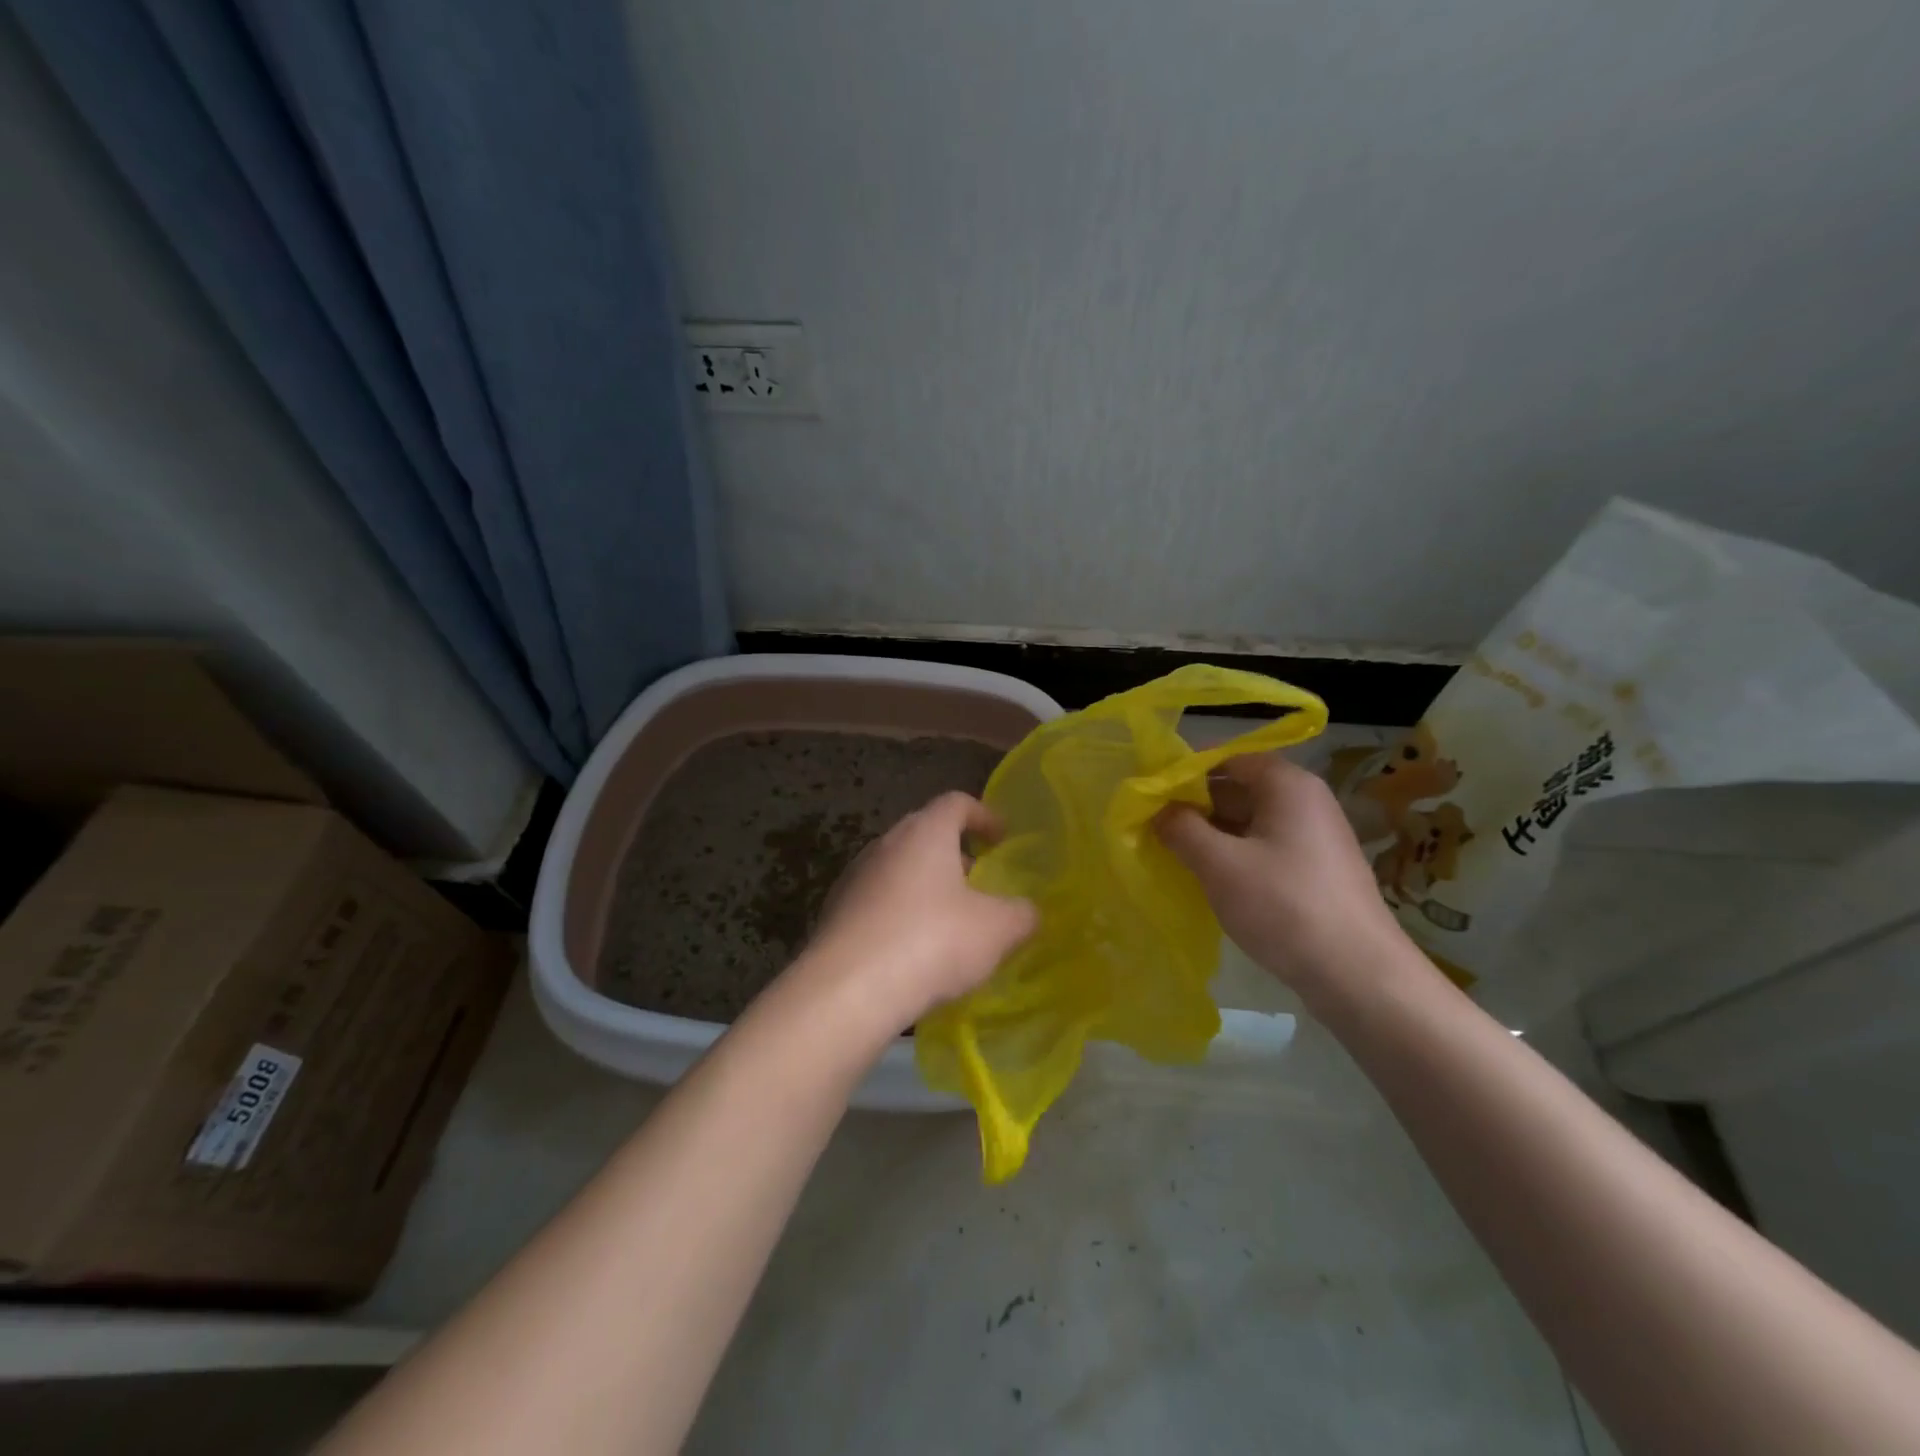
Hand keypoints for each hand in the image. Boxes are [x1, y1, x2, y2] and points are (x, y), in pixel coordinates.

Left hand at [789, 791, 1038, 1045]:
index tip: (1001, 839)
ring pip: (899, 868)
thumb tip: (1028, 911)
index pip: (956, 802)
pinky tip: (912, 949)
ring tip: (948, 920)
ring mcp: (854, 877)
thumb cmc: (932, 942)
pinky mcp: (835, 911)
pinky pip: (877, 900)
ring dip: (925, 885)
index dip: (983, 815)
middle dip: (954, 853)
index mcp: (925, 832)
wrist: (849, 989)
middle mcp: (885, 843)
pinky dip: (900, 912)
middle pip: (925, 833)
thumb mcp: (996, 930)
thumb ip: (1021, 914)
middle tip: (978, 882)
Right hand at [1155, 752, 1410, 997]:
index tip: (1151, 793)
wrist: (1359, 974)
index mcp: (1287, 785)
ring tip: (1173, 853)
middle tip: (1154, 826)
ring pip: (1250, 821)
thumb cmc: (1284, 905)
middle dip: (1195, 805)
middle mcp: (1306, 801)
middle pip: (1239, 788)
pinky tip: (1210, 879)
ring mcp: (1315, 837)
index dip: (1187, 771)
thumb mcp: (1219, 864)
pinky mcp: (1316, 870)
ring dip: (1212, 834)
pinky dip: (1235, 855)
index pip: (1228, 757)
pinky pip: (1265, 848)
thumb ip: (1181, 828)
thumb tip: (1158, 809)